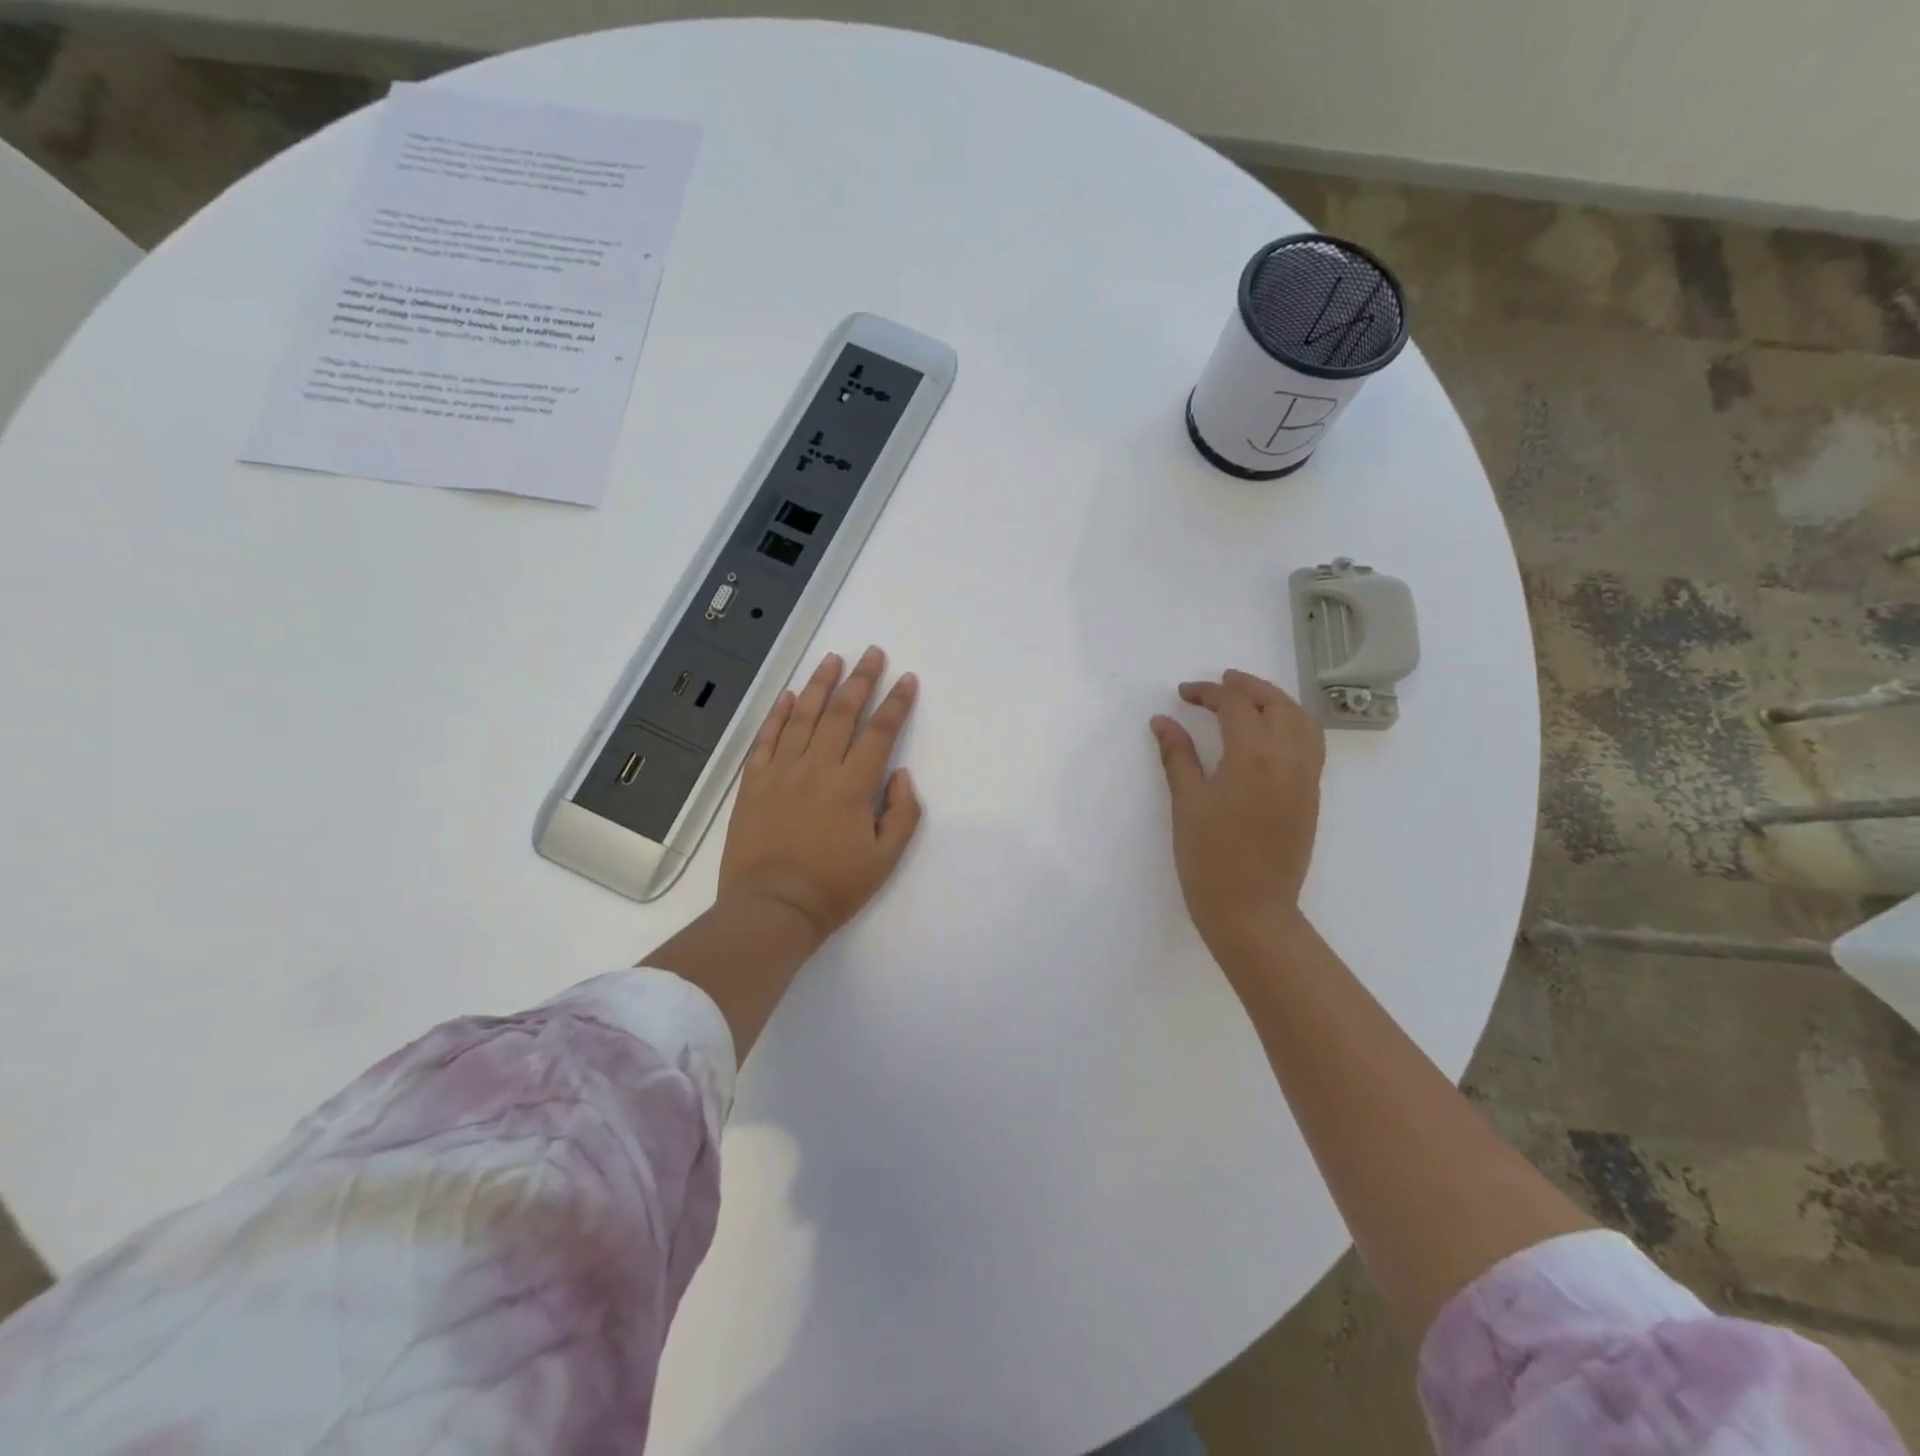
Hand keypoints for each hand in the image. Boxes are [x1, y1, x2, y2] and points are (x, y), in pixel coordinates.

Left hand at [719, 646, 922, 946]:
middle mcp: (818, 767)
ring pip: (804, 716)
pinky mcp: (754, 782)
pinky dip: (779, 714)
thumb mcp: (885, 859)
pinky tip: (790, 696)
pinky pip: (766, 738)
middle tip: (872, 653)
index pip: (880, 732)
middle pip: (842, 713)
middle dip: (861, 679)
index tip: (906, 680)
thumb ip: (902, 813)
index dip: (896, 703)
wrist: (772, 907)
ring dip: (821, 685)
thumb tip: (899, 774)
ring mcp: (781, 771)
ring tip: (833, 659)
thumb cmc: (834, 887)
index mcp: (853, 786)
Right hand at [1151, 670, 1326, 970]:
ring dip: (1275, 701)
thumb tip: (1162, 721)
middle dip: (1247, 686)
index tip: (1182, 694)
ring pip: (1302, 721)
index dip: (1207, 692)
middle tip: (1218, 685)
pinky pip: (1311, 745)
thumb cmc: (1209, 859)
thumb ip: (1177, 756)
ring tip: (1248, 701)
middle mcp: (1288, 758)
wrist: (1252, 911)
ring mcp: (1306, 778)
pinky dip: (1293, 725)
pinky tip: (1270, 735)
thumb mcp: (1186, 803)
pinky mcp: (1312, 796)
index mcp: (1253, 756)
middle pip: (1276, 703)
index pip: (1235, 704)